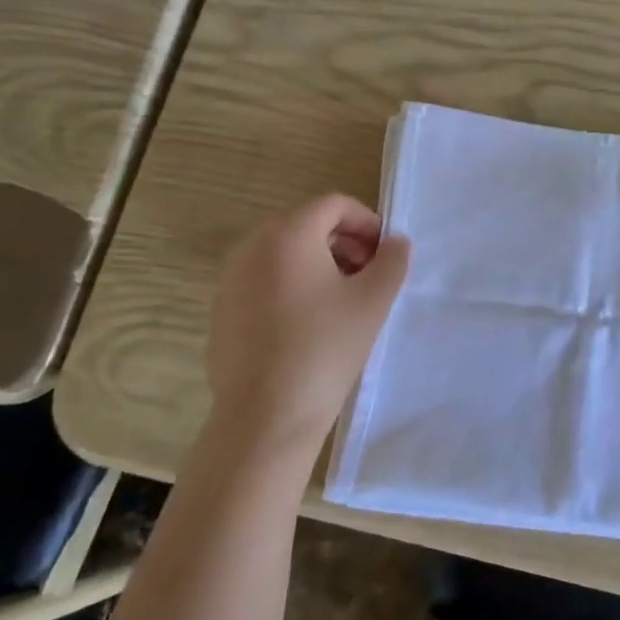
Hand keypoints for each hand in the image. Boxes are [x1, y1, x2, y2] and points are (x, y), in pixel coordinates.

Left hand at [206, 194, 410, 466]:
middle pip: (306, 224)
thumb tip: (396, 243)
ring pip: (284, 252)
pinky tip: (311, 323)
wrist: (266, 415)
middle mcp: (252, 246)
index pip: (333, 204)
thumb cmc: (325, 348)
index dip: (367, 221)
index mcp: (288, 234)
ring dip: (320, 262)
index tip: (385, 253)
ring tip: (345, 299)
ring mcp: (231, 278)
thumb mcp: (373, 301)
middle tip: (370, 275)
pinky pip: (264, 278)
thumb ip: (393, 261)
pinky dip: (293, 284)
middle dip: (345, 242)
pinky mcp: (223, 308)